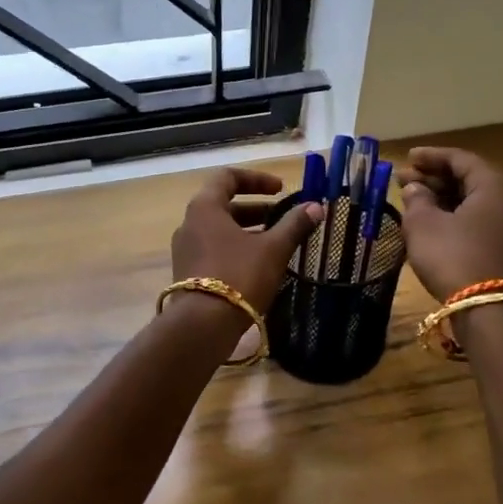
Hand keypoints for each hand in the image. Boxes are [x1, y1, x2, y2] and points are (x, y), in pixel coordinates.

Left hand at [171, 168, 323, 319]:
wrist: (202, 326)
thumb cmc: (239, 276)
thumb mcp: (273, 249)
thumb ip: (294, 225)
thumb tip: (316, 206)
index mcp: (205, 207)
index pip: (228, 177)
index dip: (257, 179)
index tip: (281, 189)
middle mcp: (189, 223)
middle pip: (224, 204)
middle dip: (257, 208)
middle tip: (283, 218)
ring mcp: (185, 249)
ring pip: (220, 229)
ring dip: (248, 230)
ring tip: (276, 242)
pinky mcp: (187, 272)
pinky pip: (213, 249)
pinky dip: (236, 248)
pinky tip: (258, 265)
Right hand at [396, 147, 502, 300]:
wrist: (487, 311)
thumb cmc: (453, 257)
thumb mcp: (423, 225)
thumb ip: (416, 199)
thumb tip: (415, 189)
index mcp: (493, 186)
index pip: (461, 159)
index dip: (432, 156)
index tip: (407, 157)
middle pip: (469, 179)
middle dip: (434, 177)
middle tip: (403, 179)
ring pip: (473, 201)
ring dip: (443, 197)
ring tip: (413, 201)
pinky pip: (478, 221)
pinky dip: (454, 215)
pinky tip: (432, 223)